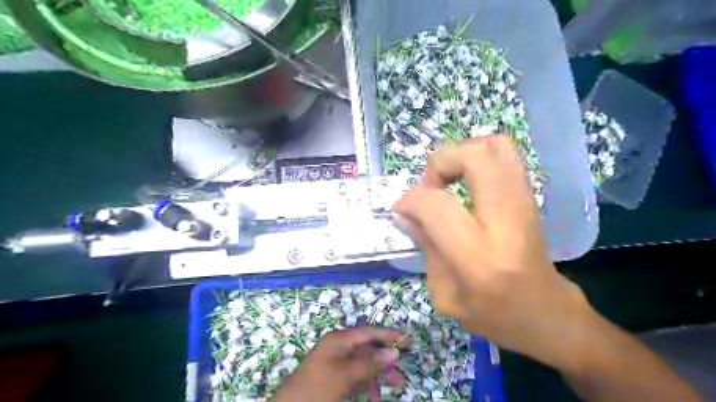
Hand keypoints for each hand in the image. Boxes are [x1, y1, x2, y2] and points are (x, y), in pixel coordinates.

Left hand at [271, 327, 405, 401]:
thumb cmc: (318, 388)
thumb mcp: (346, 376)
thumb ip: (370, 363)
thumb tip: (394, 351)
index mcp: (339, 340)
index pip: (368, 332)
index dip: (387, 334)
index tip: (406, 339)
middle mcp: (338, 347)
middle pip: (368, 348)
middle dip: (386, 359)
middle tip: (403, 368)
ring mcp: (336, 362)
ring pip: (364, 364)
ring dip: (379, 374)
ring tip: (397, 385)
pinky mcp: (334, 376)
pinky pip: (356, 375)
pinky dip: (367, 383)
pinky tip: (376, 394)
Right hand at [394, 136, 599, 373]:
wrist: (548, 314)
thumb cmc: (494, 315)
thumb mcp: (445, 294)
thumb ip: (425, 247)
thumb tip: (405, 212)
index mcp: (478, 257)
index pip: (436, 205)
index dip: (411, 200)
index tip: (403, 210)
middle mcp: (505, 221)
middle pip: (474, 158)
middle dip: (441, 163)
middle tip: (431, 187)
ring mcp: (525, 204)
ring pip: (494, 147)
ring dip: (460, 155)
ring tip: (448, 180)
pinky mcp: (531, 197)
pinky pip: (506, 154)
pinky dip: (478, 156)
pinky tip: (467, 180)